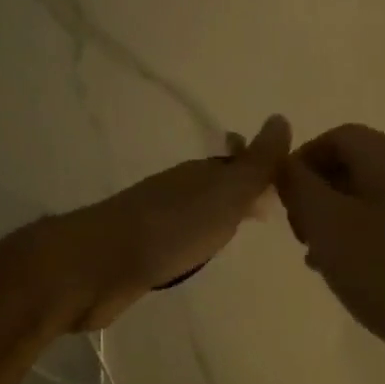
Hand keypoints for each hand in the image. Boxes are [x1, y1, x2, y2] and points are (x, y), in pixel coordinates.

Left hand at [58, 116, 291, 331]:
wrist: (100, 265)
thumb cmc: (172, 228)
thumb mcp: (225, 192)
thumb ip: (256, 163)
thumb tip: (281, 118)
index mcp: (201, 173)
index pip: (238, 161)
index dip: (260, 169)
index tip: (284, 183)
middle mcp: (179, 190)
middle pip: (217, 184)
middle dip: (241, 191)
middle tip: (267, 208)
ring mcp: (158, 219)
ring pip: (198, 211)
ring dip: (218, 216)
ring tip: (239, 231)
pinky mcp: (143, 250)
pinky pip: (180, 237)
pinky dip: (196, 239)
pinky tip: (199, 254)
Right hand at [277, 124, 384, 383]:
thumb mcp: (326, 221)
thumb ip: (298, 186)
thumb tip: (283, 163)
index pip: (336, 136)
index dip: (303, 159)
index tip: (282, 197)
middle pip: (348, 167)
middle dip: (314, 193)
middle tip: (298, 230)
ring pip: (359, 202)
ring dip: (328, 222)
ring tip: (313, 255)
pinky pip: (376, 231)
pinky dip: (351, 244)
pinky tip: (339, 274)